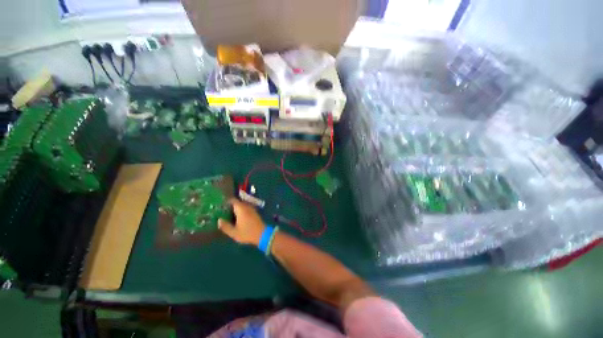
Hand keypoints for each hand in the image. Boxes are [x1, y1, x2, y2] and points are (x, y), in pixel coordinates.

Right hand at [218, 198, 265, 245]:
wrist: (262, 234)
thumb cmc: (247, 233)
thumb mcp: (234, 232)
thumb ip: (225, 226)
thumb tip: (219, 220)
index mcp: (241, 208)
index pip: (232, 200)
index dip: (226, 202)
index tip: (219, 206)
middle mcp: (246, 206)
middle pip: (237, 203)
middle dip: (230, 206)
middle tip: (221, 211)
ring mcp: (251, 209)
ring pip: (241, 206)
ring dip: (235, 209)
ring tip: (227, 215)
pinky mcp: (254, 212)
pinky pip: (245, 209)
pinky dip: (240, 211)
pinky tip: (236, 218)